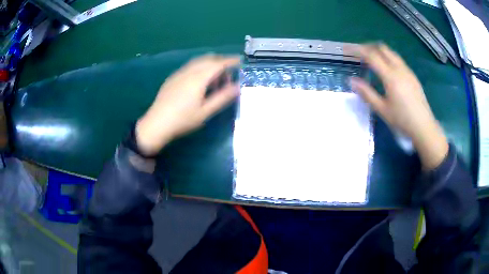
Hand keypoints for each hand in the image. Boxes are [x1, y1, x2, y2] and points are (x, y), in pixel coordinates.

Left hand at [135, 55, 239, 155]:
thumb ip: (222, 97)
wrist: (157, 124)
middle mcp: (189, 71)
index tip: (240, 61)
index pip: (218, 64)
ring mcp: (179, 73)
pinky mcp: (172, 78)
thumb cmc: (183, 120)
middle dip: (220, 63)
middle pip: (208, 59)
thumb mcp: (205, 112)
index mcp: (198, 78)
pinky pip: (190, 67)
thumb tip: (238, 87)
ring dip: (210, 66)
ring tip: (214, 82)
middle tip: (227, 77)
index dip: (230, 61)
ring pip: (198, 62)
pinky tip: (199, 83)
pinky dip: (200, 69)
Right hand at [349, 44, 447, 169]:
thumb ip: (367, 93)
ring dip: (378, 51)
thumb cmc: (402, 120)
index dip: (357, 50)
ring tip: (370, 59)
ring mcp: (407, 71)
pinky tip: (386, 69)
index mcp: (391, 76)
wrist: (424, 127)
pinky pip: (397, 59)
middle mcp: (399, 69)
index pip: (371, 55)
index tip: (346, 50)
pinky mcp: (412, 75)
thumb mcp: (382, 110)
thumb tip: (351, 81)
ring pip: (391, 52)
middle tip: (358, 53)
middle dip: (368, 47)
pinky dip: (387, 57)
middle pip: (381, 48)